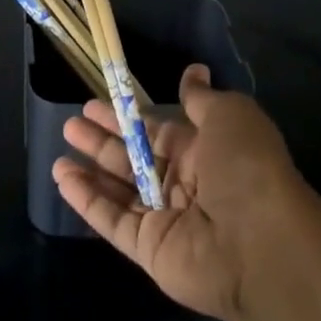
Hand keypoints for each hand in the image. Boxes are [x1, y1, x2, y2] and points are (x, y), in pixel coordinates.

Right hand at [55, 65, 302, 320]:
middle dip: (102, 141)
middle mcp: (183, 184)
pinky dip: (87, 201)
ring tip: (59, 153)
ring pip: (119, 190)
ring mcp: (165, 219)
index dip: (127, 117)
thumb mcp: (229, 115)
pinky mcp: (149, 249)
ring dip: (90, 170)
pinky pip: (112, 220)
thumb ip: (200, 98)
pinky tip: (62, 179)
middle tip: (70, 124)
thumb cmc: (246, 168)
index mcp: (204, 152)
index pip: (156, 130)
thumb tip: (193, 71)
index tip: (95, 103)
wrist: (261, 244)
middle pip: (134, 158)